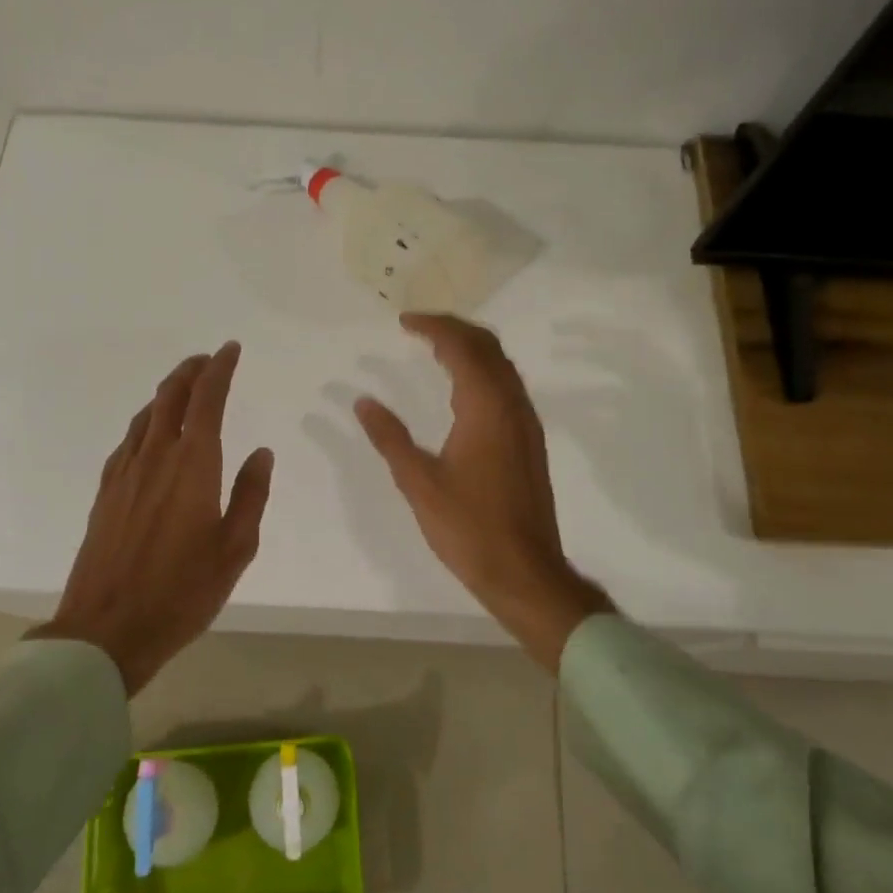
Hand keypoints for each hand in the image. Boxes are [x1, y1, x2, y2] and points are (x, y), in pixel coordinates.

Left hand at [32, 342, 273, 694]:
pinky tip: (151, 434)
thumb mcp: (235, 549)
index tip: (230, 350)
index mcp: (193, 465)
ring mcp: (125, 473)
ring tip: (184, 388)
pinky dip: (146, 422)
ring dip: (167, 392)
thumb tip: (261, 453)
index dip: (219, 369)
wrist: (106, 630)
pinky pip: (128, 441)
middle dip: (190, 371)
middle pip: (170, 396)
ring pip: (146, 415)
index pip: (207, 400)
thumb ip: (250, 495)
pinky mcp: (106, 492)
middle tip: (207, 359)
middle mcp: (155, 457)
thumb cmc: (181, 592)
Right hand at [355, 313, 612, 669]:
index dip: (433, 327)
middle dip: (454, 328)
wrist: (525, 571)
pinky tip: (462, 388)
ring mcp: (526, 423)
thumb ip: (390, 438)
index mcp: (486, 408)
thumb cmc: (469, 528)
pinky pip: (507, 385)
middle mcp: (512, 405)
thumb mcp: (419, 483)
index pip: (461, 347)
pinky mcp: (530, 440)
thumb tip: (362, 401)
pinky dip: (483, 370)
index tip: (404, 321)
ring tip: (436, 347)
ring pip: (502, 365)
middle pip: (488, 346)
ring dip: (471, 347)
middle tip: (419, 326)